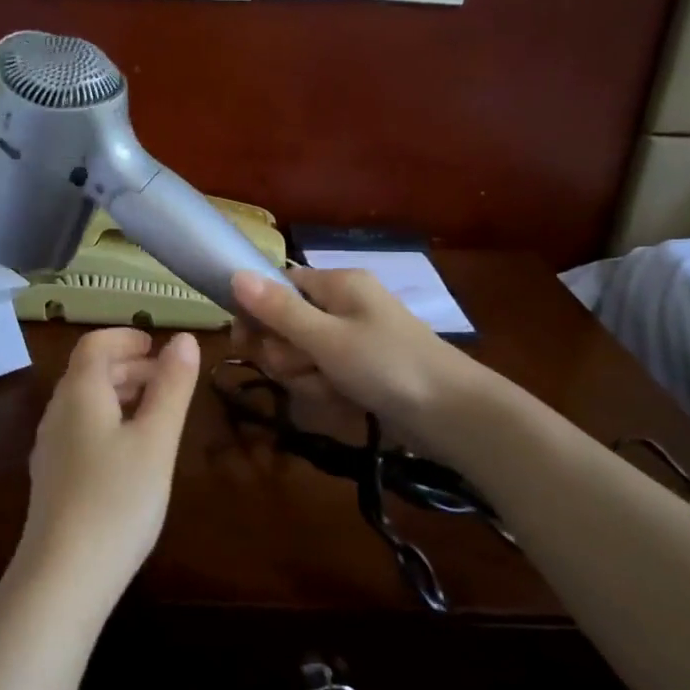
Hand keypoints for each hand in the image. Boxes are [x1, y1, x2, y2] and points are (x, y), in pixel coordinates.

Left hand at [17, 328, 201, 608]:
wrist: (63, 577)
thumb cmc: (117, 499)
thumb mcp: (156, 439)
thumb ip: (172, 387)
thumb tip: (185, 339)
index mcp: (79, 393)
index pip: (95, 344)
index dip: (126, 337)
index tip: (158, 345)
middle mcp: (57, 412)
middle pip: (88, 372)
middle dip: (128, 365)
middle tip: (167, 377)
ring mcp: (50, 447)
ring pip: (84, 402)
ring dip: (119, 393)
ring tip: (156, 410)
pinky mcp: (52, 478)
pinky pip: (81, 429)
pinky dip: (108, 420)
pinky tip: (131, 450)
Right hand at [230, 267, 480, 443]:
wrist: (453, 414)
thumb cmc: (387, 365)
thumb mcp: (326, 338)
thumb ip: (279, 310)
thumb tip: (235, 275)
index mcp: (338, 284)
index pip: (279, 286)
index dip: (258, 314)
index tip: (245, 343)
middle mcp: (344, 305)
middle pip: (286, 324)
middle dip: (287, 353)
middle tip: (305, 368)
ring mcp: (354, 339)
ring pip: (302, 354)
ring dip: (306, 376)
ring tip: (331, 388)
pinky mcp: (361, 368)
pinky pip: (324, 374)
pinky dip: (327, 389)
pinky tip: (344, 401)